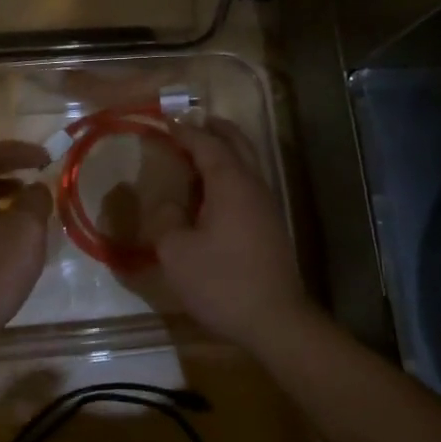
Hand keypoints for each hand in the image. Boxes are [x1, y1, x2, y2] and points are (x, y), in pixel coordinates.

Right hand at [148, 119, 317, 351]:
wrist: (274, 320)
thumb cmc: (221, 282)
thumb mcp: (176, 252)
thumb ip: (166, 219)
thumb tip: (170, 203)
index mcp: (231, 184)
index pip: (207, 145)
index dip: (186, 131)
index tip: (166, 121)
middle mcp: (254, 187)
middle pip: (238, 144)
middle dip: (216, 129)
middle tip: (194, 121)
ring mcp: (267, 207)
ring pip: (247, 164)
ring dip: (226, 151)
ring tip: (200, 152)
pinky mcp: (270, 228)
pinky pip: (248, 186)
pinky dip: (230, 174)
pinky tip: (213, 192)